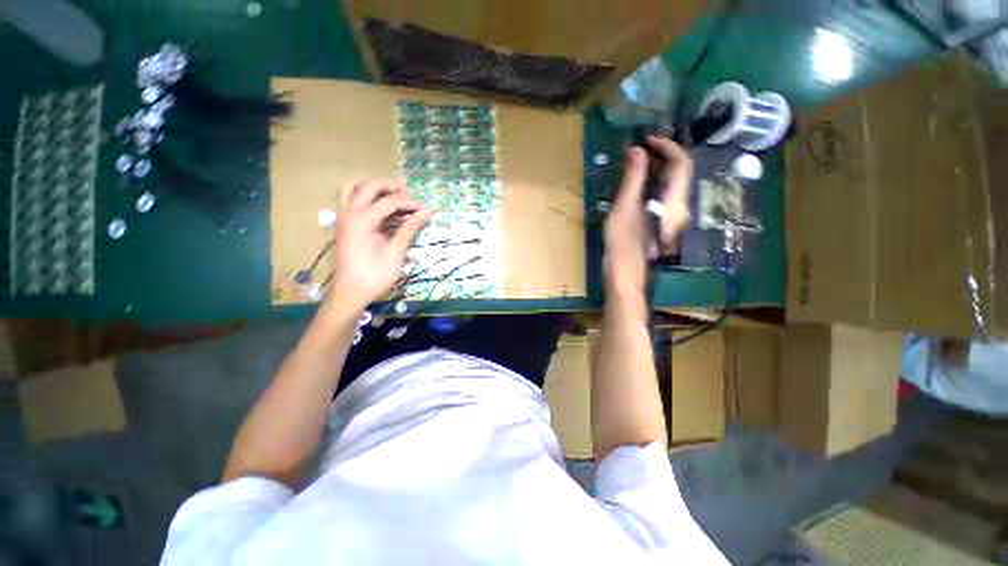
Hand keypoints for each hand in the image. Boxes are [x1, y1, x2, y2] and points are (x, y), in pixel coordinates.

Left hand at [327, 180, 431, 311]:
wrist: (350, 292)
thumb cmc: (374, 275)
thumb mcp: (395, 252)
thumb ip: (409, 229)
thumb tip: (425, 212)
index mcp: (362, 219)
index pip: (390, 201)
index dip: (409, 203)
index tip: (425, 210)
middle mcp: (349, 212)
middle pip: (370, 186)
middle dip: (391, 186)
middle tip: (410, 195)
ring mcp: (343, 217)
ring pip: (353, 187)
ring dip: (373, 187)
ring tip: (391, 195)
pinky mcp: (343, 224)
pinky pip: (349, 198)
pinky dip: (363, 195)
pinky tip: (377, 205)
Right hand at [604, 136, 692, 298]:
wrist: (624, 274)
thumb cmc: (624, 242)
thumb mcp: (625, 208)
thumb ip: (633, 178)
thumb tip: (637, 150)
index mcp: (675, 201)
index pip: (681, 163)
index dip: (667, 146)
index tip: (645, 140)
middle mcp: (680, 207)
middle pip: (678, 172)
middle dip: (660, 156)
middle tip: (636, 150)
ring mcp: (672, 217)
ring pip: (670, 184)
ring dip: (654, 169)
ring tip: (632, 163)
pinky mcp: (661, 223)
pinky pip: (662, 195)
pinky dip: (651, 184)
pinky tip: (635, 184)